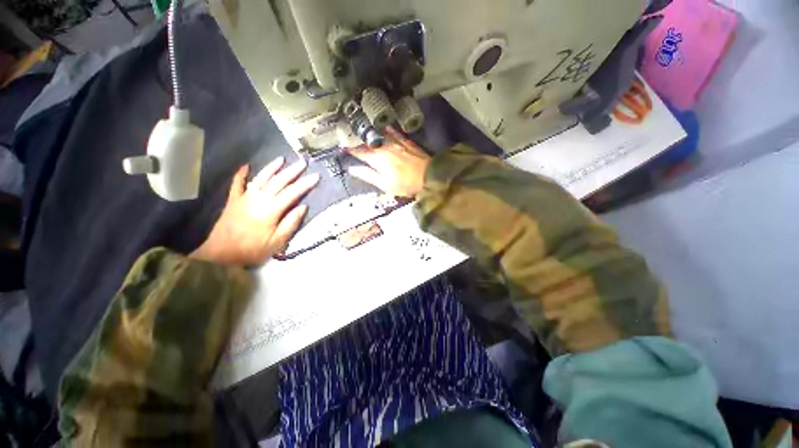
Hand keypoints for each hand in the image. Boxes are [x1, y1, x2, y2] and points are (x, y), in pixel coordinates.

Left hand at [191, 157, 319, 265]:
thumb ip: (291, 223)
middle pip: (278, 181)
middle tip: (303, 162)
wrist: (219, 252)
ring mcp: (245, 197)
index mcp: (271, 210)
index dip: (305, 184)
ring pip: (261, 178)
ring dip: (272, 168)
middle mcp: (259, 199)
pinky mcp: (234, 200)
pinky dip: (241, 174)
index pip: (292, 193)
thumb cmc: (252, 249)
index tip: (316, 176)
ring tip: (281, 159)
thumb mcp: (277, 241)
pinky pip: (237, 183)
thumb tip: (303, 207)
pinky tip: (246, 166)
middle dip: (292, 171)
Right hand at [347, 127, 430, 197]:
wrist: (429, 176)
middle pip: (368, 142)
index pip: (360, 152)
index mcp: (378, 159)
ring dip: (370, 134)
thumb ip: (368, 175)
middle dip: (358, 141)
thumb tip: (352, 169)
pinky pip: (394, 132)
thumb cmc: (406, 184)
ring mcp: (396, 142)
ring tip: (363, 132)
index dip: (350, 150)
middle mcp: (385, 147)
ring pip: (379, 135)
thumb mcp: (385, 185)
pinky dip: (387, 129)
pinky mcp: (406, 141)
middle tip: (350, 140)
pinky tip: (383, 127)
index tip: (342, 148)